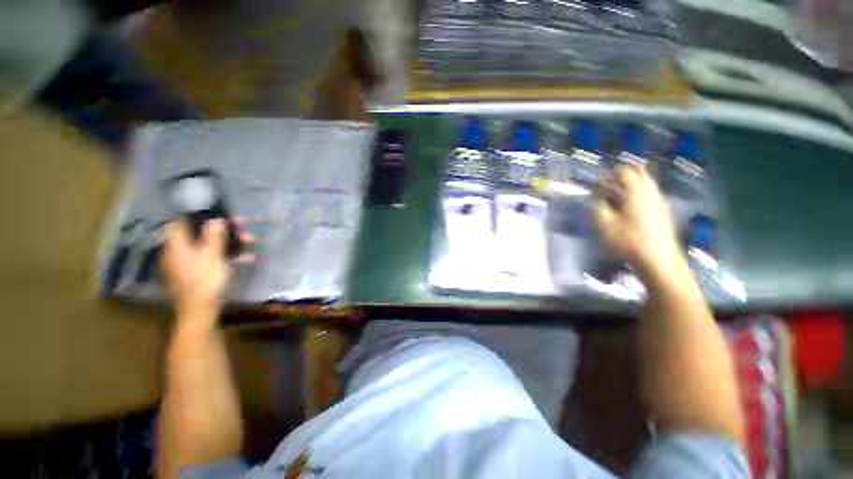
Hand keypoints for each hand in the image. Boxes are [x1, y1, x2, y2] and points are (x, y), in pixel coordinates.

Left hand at [161, 219, 252, 320]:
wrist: (201, 310)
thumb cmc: (204, 280)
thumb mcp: (212, 256)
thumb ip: (214, 236)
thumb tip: (215, 219)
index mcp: (178, 246)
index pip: (181, 223)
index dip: (198, 215)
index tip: (216, 212)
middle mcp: (182, 252)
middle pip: (202, 234)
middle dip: (224, 229)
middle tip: (243, 224)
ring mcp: (192, 264)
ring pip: (213, 247)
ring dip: (232, 242)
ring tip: (252, 240)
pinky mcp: (202, 273)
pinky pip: (217, 259)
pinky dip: (231, 257)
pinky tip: (249, 258)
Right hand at [592, 166, 684, 275]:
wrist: (658, 259)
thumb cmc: (628, 240)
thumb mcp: (605, 224)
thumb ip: (598, 207)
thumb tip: (597, 198)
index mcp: (636, 191)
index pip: (623, 172)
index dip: (608, 177)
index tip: (599, 189)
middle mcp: (650, 191)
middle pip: (639, 172)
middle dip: (622, 176)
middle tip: (608, 188)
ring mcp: (659, 201)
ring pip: (646, 182)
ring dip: (630, 185)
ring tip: (617, 198)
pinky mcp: (662, 211)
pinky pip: (650, 193)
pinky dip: (638, 193)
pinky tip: (629, 209)